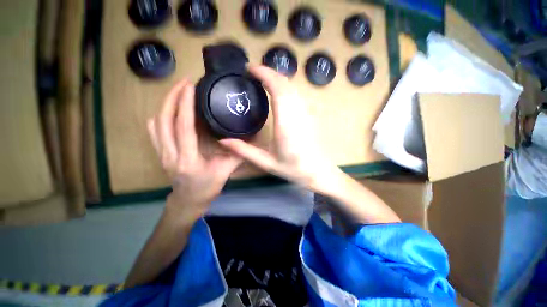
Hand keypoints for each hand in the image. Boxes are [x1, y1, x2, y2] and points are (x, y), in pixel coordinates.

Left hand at [147, 79, 241, 221]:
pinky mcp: (160, 153)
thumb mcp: (224, 173)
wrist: (187, 202)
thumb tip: (250, 141)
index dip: (184, 104)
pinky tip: (168, 110)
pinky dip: (159, 116)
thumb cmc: (206, 189)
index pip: (183, 127)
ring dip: (165, 104)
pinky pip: (153, 131)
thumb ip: (237, 156)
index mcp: (188, 159)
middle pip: (163, 120)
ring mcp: (161, 153)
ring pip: (156, 123)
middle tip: (183, 82)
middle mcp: (170, 154)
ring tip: (177, 91)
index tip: (189, 86)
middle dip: (172, 97)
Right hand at [220, 66, 341, 193]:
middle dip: (269, 73)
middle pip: (286, 83)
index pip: (278, 89)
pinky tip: (277, 91)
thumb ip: (245, 151)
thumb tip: (223, 141)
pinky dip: (285, 87)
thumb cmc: (294, 169)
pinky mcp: (310, 114)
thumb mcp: (267, 163)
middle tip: (252, 73)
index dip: (265, 74)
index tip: (250, 69)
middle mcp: (298, 114)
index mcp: (286, 124)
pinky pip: (297, 94)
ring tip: (262, 79)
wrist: (319, 171)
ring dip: (277, 78)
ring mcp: (307, 112)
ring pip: (293, 87)